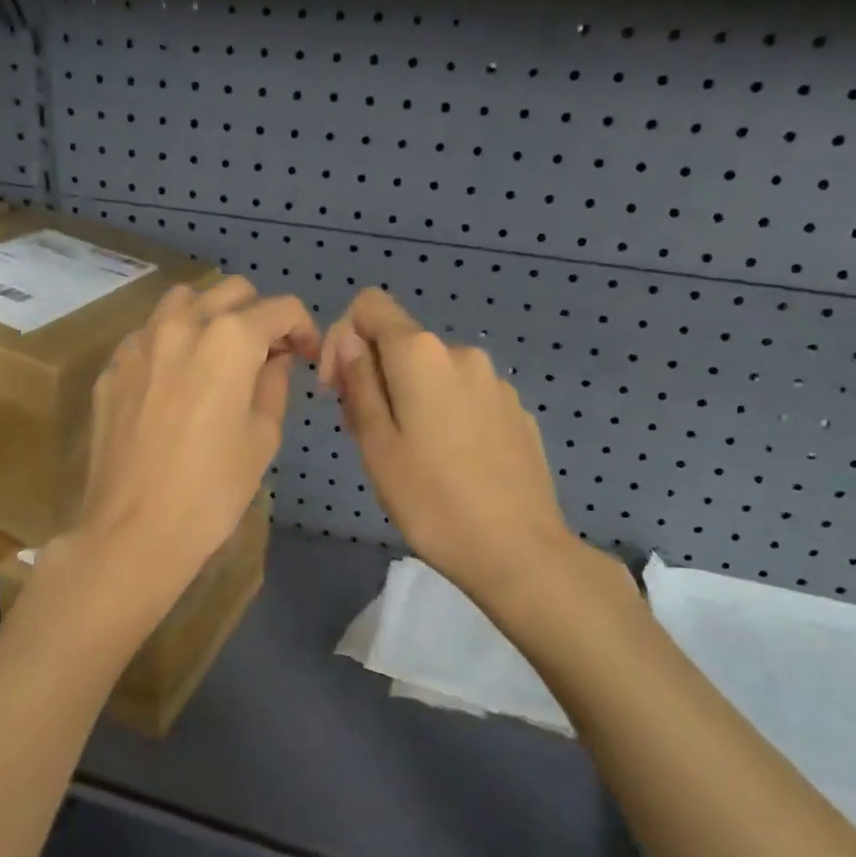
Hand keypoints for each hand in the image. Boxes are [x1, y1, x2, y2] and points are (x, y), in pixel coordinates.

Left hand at [71, 276, 317, 605]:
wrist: (133, 531)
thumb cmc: (212, 490)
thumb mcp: (262, 438)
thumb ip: (274, 384)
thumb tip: (275, 359)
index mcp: (230, 340)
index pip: (279, 308)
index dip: (302, 328)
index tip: (304, 356)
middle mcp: (183, 325)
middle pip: (231, 291)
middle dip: (258, 314)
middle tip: (267, 354)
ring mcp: (140, 343)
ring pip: (183, 302)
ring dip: (210, 317)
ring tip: (218, 356)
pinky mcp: (112, 368)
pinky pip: (148, 335)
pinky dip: (171, 343)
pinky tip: (174, 381)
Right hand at [319, 288, 579, 603]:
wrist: (518, 551)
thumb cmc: (431, 500)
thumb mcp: (375, 444)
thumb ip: (359, 383)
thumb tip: (351, 344)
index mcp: (422, 354)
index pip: (370, 305)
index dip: (342, 338)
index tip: (338, 390)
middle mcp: (462, 353)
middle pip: (400, 343)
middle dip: (373, 376)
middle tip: (367, 436)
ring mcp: (495, 383)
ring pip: (432, 373)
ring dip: (407, 398)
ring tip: (408, 456)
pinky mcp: (516, 412)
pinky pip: (464, 396)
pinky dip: (443, 414)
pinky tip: (449, 465)